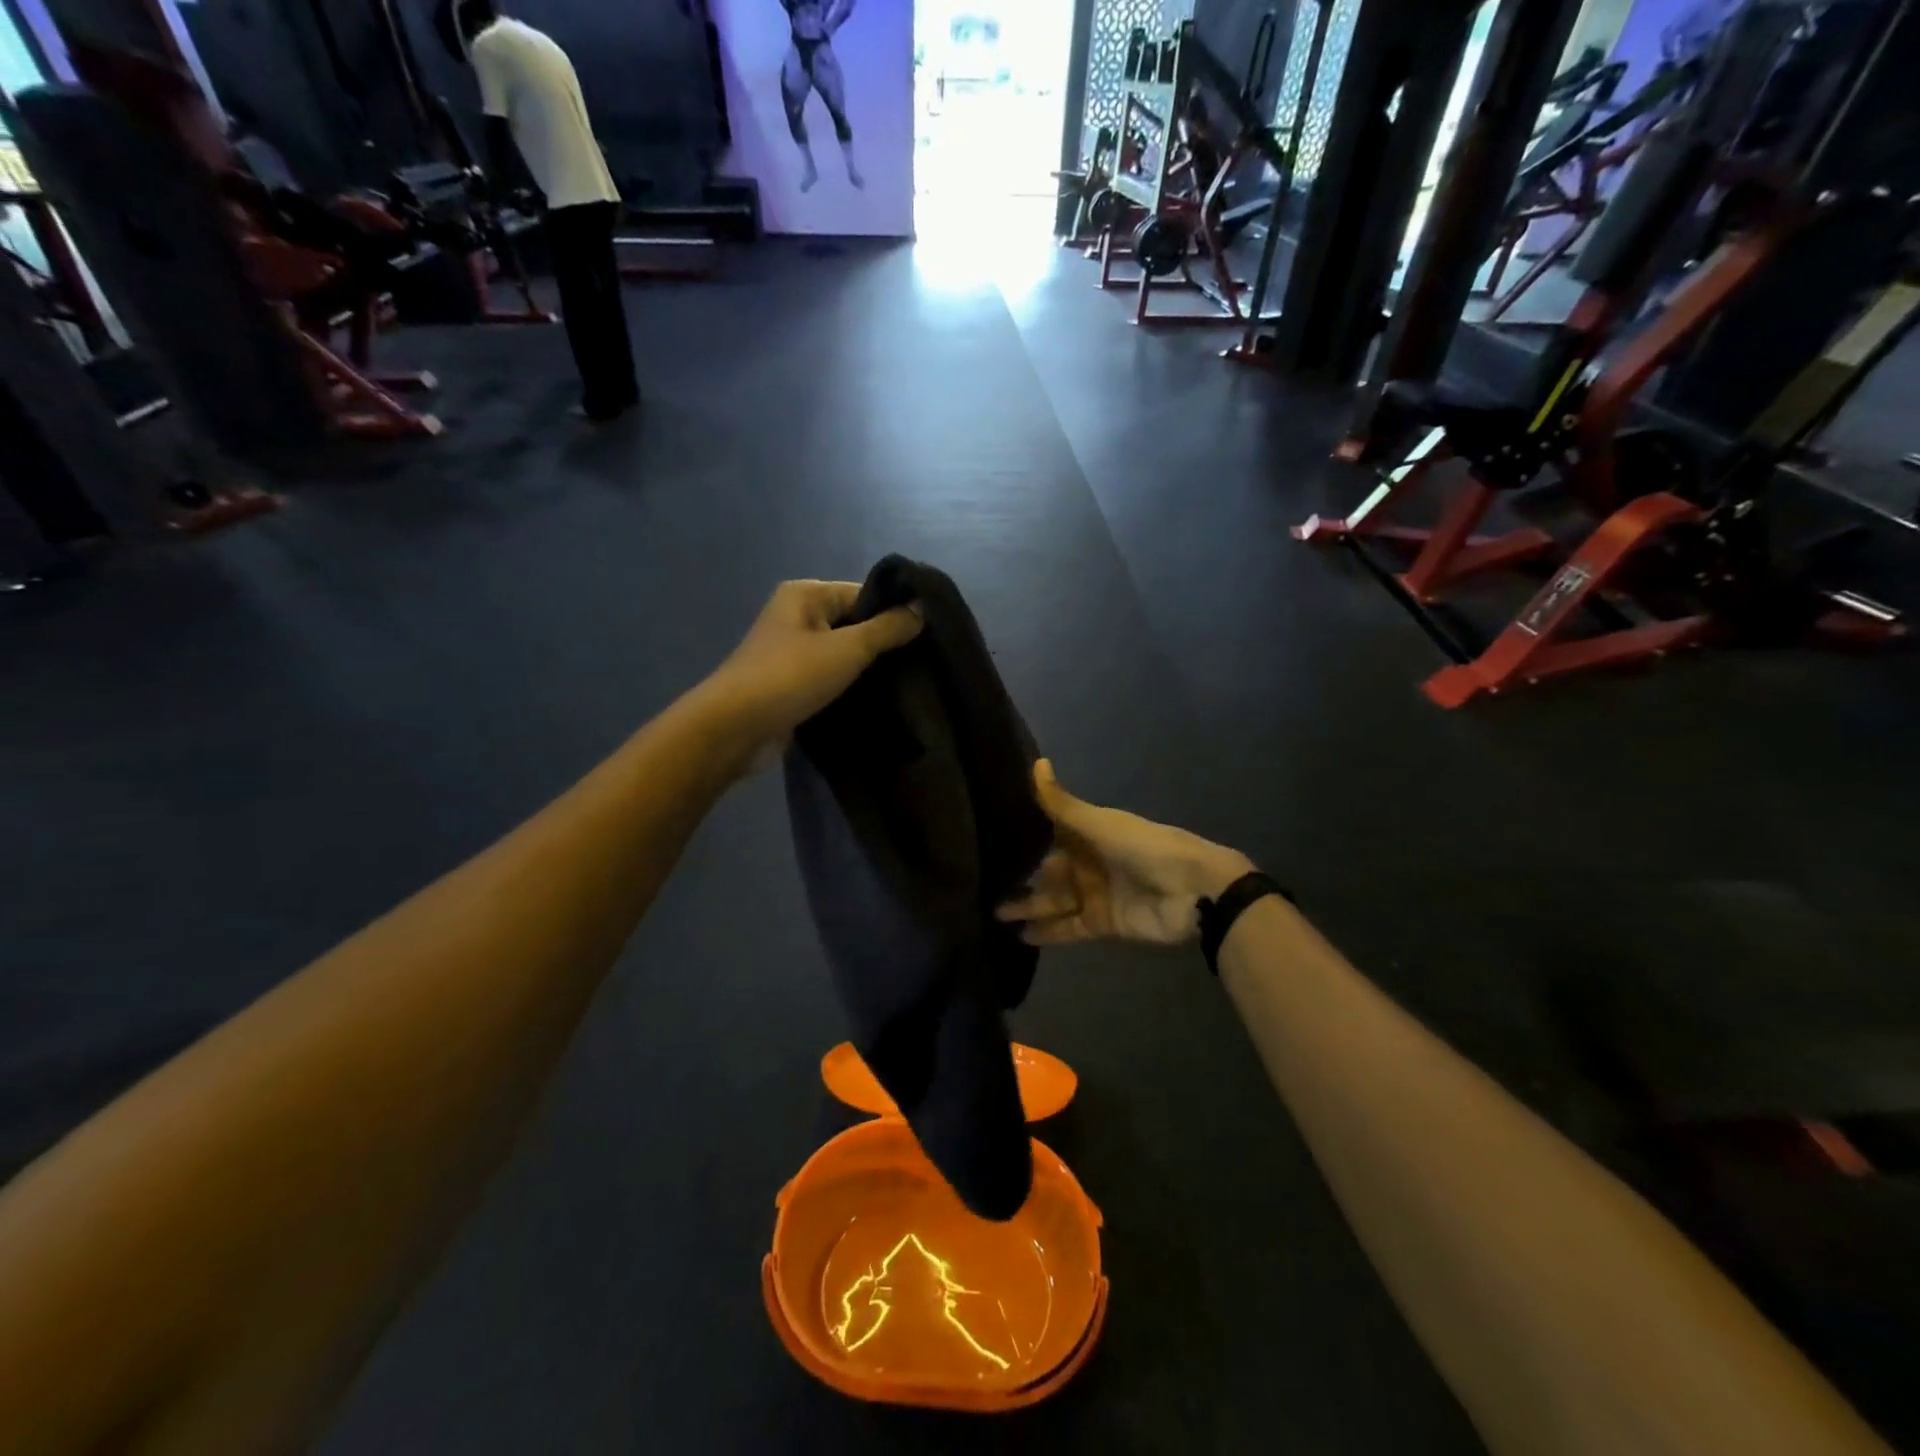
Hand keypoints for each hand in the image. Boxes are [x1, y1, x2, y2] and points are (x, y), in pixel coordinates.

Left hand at [696, 580, 920, 767]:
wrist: (736, 728)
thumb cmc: (791, 676)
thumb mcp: (849, 648)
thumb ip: (888, 628)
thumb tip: (923, 608)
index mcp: (806, 594)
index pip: (863, 594)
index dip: (895, 612)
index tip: (929, 635)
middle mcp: (797, 617)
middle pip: (854, 623)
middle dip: (883, 643)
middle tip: (922, 663)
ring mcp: (792, 653)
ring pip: (843, 654)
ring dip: (868, 669)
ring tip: (907, 684)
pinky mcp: (792, 685)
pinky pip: (830, 678)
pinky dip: (850, 687)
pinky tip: (877, 700)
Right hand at [997, 761, 1252, 945]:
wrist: (1192, 892)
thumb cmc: (1144, 847)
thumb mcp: (1099, 823)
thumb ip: (1061, 803)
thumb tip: (1035, 762)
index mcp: (1087, 834)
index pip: (1048, 832)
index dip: (1021, 835)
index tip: (986, 836)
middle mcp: (1087, 862)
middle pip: (1046, 870)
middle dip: (1018, 876)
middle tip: (979, 882)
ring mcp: (1093, 894)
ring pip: (1052, 901)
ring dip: (1026, 906)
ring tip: (992, 912)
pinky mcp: (1100, 923)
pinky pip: (1067, 928)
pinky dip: (1046, 933)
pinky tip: (1019, 936)